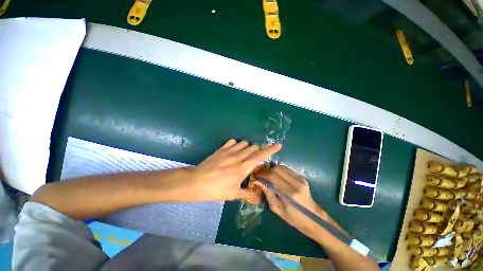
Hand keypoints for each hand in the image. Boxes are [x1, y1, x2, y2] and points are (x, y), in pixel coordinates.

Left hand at [186, 139, 281, 200]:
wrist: (196, 182)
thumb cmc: (215, 190)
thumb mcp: (232, 194)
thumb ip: (247, 193)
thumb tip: (258, 197)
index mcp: (242, 168)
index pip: (260, 156)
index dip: (270, 149)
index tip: (278, 145)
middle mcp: (238, 157)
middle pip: (253, 147)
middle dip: (258, 151)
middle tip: (255, 158)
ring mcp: (229, 151)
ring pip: (245, 143)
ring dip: (248, 148)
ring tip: (244, 155)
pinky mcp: (221, 149)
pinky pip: (233, 141)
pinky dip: (237, 145)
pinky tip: (233, 151)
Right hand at [255, 166, 335, 241]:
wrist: (314, 219)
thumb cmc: (294, 218)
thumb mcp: (277, 209)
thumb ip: (267, 193)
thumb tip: (258, 181)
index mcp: (289, 193)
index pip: (273, 176)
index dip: (262, 174)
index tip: (256, 176)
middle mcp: (296, 183)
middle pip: (277, 168)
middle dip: (267, 171)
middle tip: (261, 176)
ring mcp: (300, 179)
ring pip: (282, 167)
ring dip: (273, 170)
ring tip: (268, 176)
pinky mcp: (302, 177)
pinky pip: (287, 170)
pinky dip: (279, 171)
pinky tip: (276, 177)